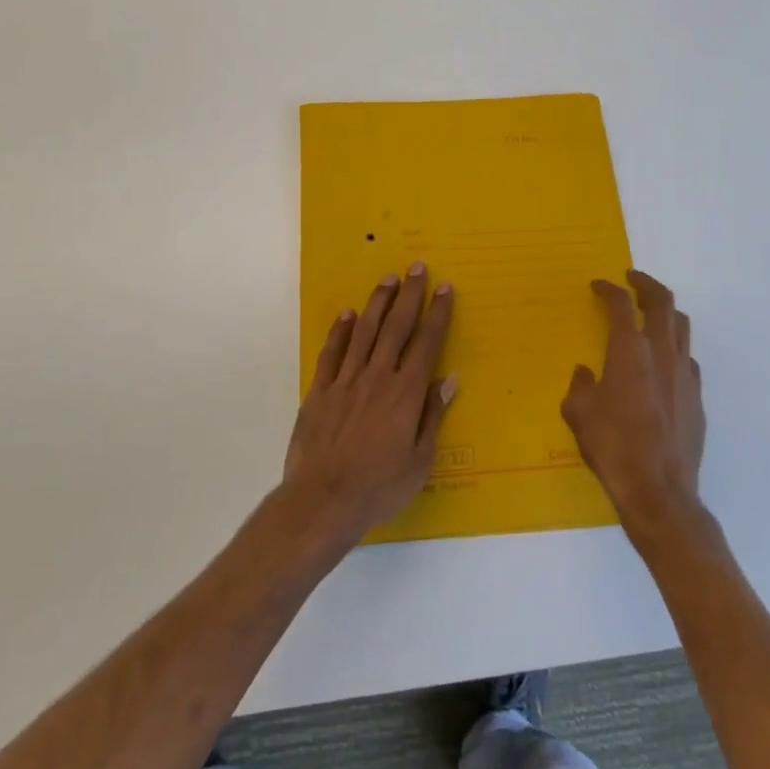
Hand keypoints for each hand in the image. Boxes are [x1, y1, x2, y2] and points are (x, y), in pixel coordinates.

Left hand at [283, 264, 456, 546]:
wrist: (322, 501)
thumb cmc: (379, 487)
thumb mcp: (420, 461)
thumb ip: (433, 415)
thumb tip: (449, 378)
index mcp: (406, 394)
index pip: (427, 344)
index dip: (438, 314)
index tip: (445, 288)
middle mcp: (377, 378)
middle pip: (396, 327)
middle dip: (409, 295)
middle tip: (416, 268)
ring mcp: (345, 381)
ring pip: (365, 332)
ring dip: (377, 303)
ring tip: (387, 279)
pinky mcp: (320, 391)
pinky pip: (332, 353)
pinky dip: (341, 331)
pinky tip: (348, 314)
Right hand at [563, 270, 705, 539]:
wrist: (658, 491)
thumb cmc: (612, 447)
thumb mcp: (578, 413)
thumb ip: (580, 385)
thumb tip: (586, 373)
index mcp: (630, 351)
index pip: (621, 305)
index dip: (608, 289)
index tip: (599, 285)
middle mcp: (662, 353)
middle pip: (662, 301)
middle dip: (645, 284)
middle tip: (632, 280)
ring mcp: (684, 374)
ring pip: (681, 325)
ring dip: (665, 311)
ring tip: (650, 314)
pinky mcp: (697, 397)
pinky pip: (688, 358)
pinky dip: (674, 347)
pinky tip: (662, 363)